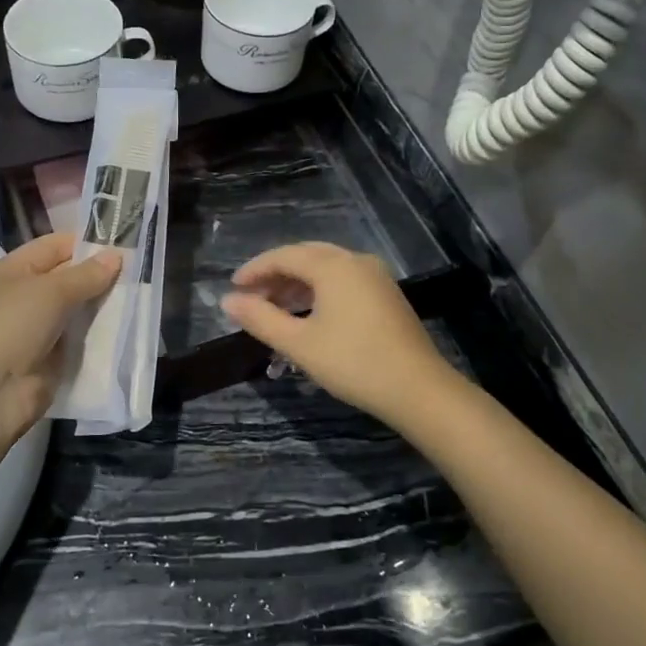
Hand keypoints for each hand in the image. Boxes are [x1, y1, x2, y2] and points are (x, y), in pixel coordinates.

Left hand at [0, 232, 121, 455]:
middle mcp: (21, 298)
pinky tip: (128, 328)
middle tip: (140, 271)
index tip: (124, 243)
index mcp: (10, 272)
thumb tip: (115, 256)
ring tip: (141, 296)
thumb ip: (85, 275)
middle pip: (67, 279)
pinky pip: (79, 340)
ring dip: (103, 306)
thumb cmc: (9, 328)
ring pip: (76, 311)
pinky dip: (99, 336)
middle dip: (99, 275)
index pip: (53, 247)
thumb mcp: (49, 292)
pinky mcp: (49, 360)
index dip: (85, 242)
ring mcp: (35, 331)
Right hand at [221, 243, 457, 425]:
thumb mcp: (299, 343)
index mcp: (333, 266)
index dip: (255, 269)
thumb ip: (260, 318)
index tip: (233, 288)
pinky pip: (343, 281)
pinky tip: (308, 314)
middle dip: (275, 275)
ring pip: (326, 269)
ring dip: (297, 284)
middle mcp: (355, 261)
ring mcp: (376, 277)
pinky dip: (319, 291)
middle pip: (306, 257)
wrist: (418, 389)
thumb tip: (227, 301)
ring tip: (274, 308)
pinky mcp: (386, 295)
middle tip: (251, 297)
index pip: (284, 256)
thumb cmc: (353, 363)